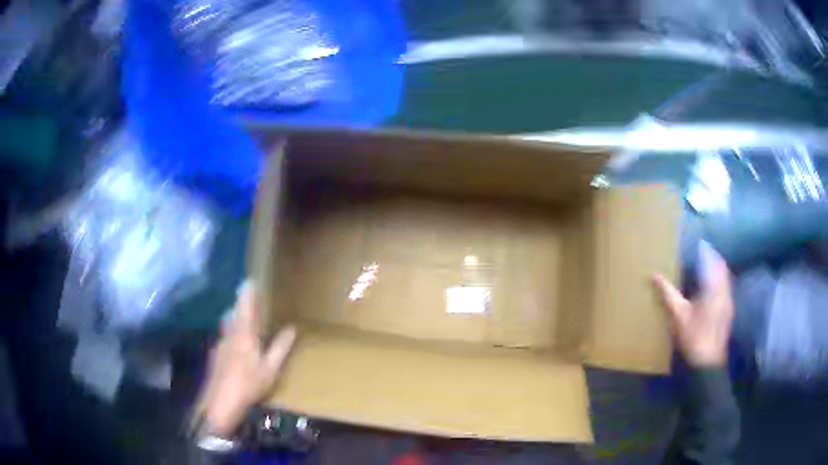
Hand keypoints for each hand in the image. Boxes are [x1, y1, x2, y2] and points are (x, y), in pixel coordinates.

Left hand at [196, 281, 296, 436]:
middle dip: (239, 305)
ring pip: (227, 326)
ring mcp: (220, 345)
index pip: (246, 307)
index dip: (248, 294)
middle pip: (233, 314)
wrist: (220, 402)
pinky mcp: (215, 356)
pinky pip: (224, 338)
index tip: (249, 280)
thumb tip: (292, 328)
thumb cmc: (249, 384)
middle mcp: (229, 335)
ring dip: (234, 319)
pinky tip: (236, 347)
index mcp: (244, 335)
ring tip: (243, 321)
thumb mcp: (270, 369)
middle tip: (247, 299)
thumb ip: (280, 348)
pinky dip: (231, 334)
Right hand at [652, 243, 733, 367]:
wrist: (707, 363)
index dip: (704, 249)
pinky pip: (725, 287)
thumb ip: (668, 293)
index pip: (710, 259)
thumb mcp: (678, 315)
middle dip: (711, 257)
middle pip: (720, 266)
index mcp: (713, 287)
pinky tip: (711, 288)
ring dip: (716, 269)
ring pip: (724, 277)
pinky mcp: (728, 310)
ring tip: (705, 267)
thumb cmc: (693, 337)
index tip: (696, 243)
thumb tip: (654, 275)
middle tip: (700, 253)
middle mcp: (724, 290)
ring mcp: (728, 301)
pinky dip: (719, 281)